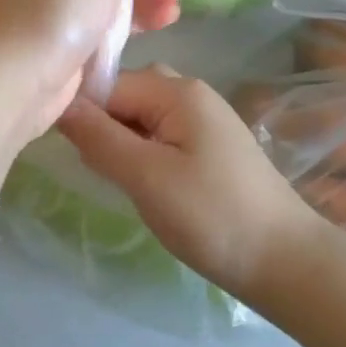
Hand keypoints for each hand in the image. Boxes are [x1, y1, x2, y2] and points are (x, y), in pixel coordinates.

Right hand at [57, 67, 316, 296]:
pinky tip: (145, 184)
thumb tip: (58, 102)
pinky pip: (162, 133)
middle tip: (97, 169)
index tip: (71, 151)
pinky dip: (144, 153)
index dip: (84, 114)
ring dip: (123, 142)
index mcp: (177, 90)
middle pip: (127, 94)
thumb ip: (99, 137)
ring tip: (120, 180)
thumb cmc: (211, 215)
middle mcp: (191, 92)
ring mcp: (204, 118)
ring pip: (142, 116)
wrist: (286, 262)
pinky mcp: (210, 145)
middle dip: (104, 127)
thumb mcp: (146, 177)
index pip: (109, 84)